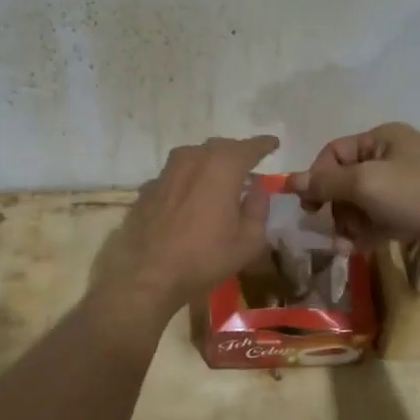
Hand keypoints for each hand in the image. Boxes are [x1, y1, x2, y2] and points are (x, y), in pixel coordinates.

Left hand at [96, 135, 280, 319]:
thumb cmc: (204, 258)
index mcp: (222, 167)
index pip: (248, 147)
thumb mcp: (248, 241)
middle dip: (236, 153)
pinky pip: (175, 175)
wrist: (146, 275)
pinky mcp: (148, 189)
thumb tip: (258, 188)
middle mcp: (192, 160)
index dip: (263, 145)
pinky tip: (190, 196)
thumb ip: (258, 208)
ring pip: (193, 157)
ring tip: (218, 177)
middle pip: (219, 147)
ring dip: (209, 162)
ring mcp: (166, 172)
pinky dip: (188, 180)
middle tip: (248, 164)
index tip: (273, 144)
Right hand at [289, 122, 419, 282]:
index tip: (308, 207)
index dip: (316, 178)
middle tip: (331, 228)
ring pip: (359, 204)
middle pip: (344, 180)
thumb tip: (289, 180)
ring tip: (348, 244)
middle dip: (334, 205)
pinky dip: (365, 233)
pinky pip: (376, 220)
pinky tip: (360, 249)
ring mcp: (402, 188)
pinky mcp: (412, 215)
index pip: (333, 153)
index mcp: (381, 139)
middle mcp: (391, 158)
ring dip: (348, 224)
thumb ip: (326, 183)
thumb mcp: (367, 183)